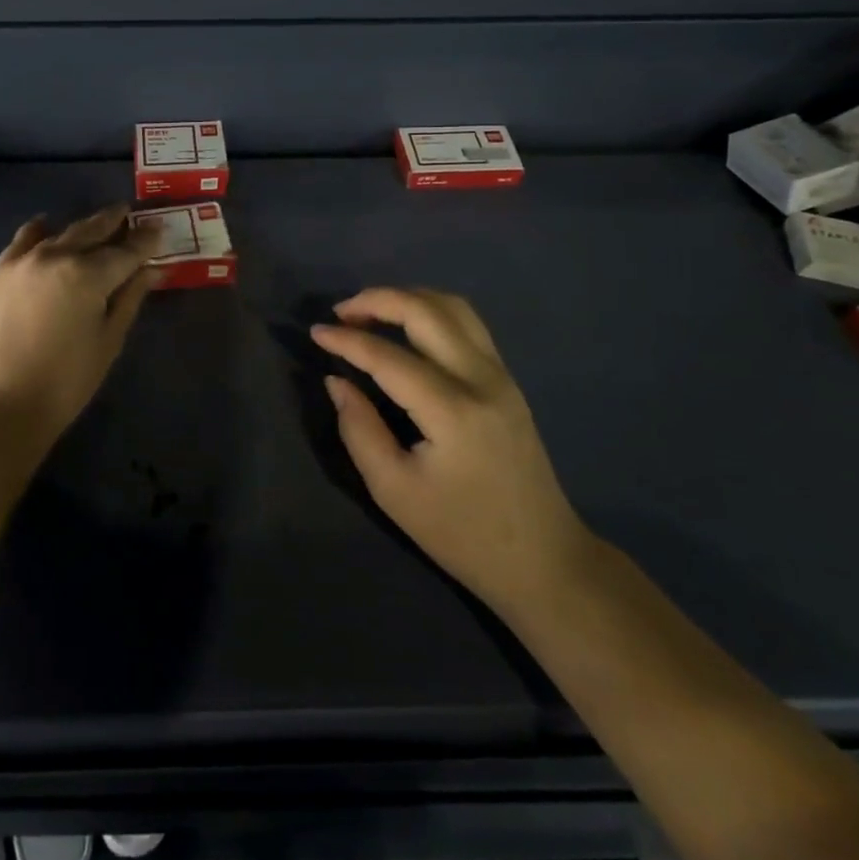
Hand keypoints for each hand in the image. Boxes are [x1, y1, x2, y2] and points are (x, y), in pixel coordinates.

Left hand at [0, 206, 154, 448]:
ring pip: (61, 232)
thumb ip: (130, 297)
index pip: (125, 251)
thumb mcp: (109, 339)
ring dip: (83, 226)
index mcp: (87, 275)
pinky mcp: (1, 271)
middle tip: (130, 212)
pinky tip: (47, 227)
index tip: (159, 227)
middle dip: (114, 221)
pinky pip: (24, 239)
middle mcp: (56, 256)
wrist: (4, 401)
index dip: (145, 240)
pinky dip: (40, 230)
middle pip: (92, 231)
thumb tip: (152, 269)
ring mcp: (24, 260)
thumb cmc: (68, 379)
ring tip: (99, 222)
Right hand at [311, 288, 591, 612]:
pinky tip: (406, 329)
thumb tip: (337, 381)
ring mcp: (501, 376)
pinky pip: (467, 325)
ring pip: (453, 308)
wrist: (543, 560)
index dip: (347, 341)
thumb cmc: (462, 534)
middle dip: (377, 300)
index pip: (388, 357)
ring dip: (407, 299)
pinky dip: (430, 312)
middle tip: (341, 312)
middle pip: (426, 312)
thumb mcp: (394, 491)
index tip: (314, 332)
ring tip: (370, 314)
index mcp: (452, 411)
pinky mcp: (507, 381)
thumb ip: (359, 429)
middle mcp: (482, 379)